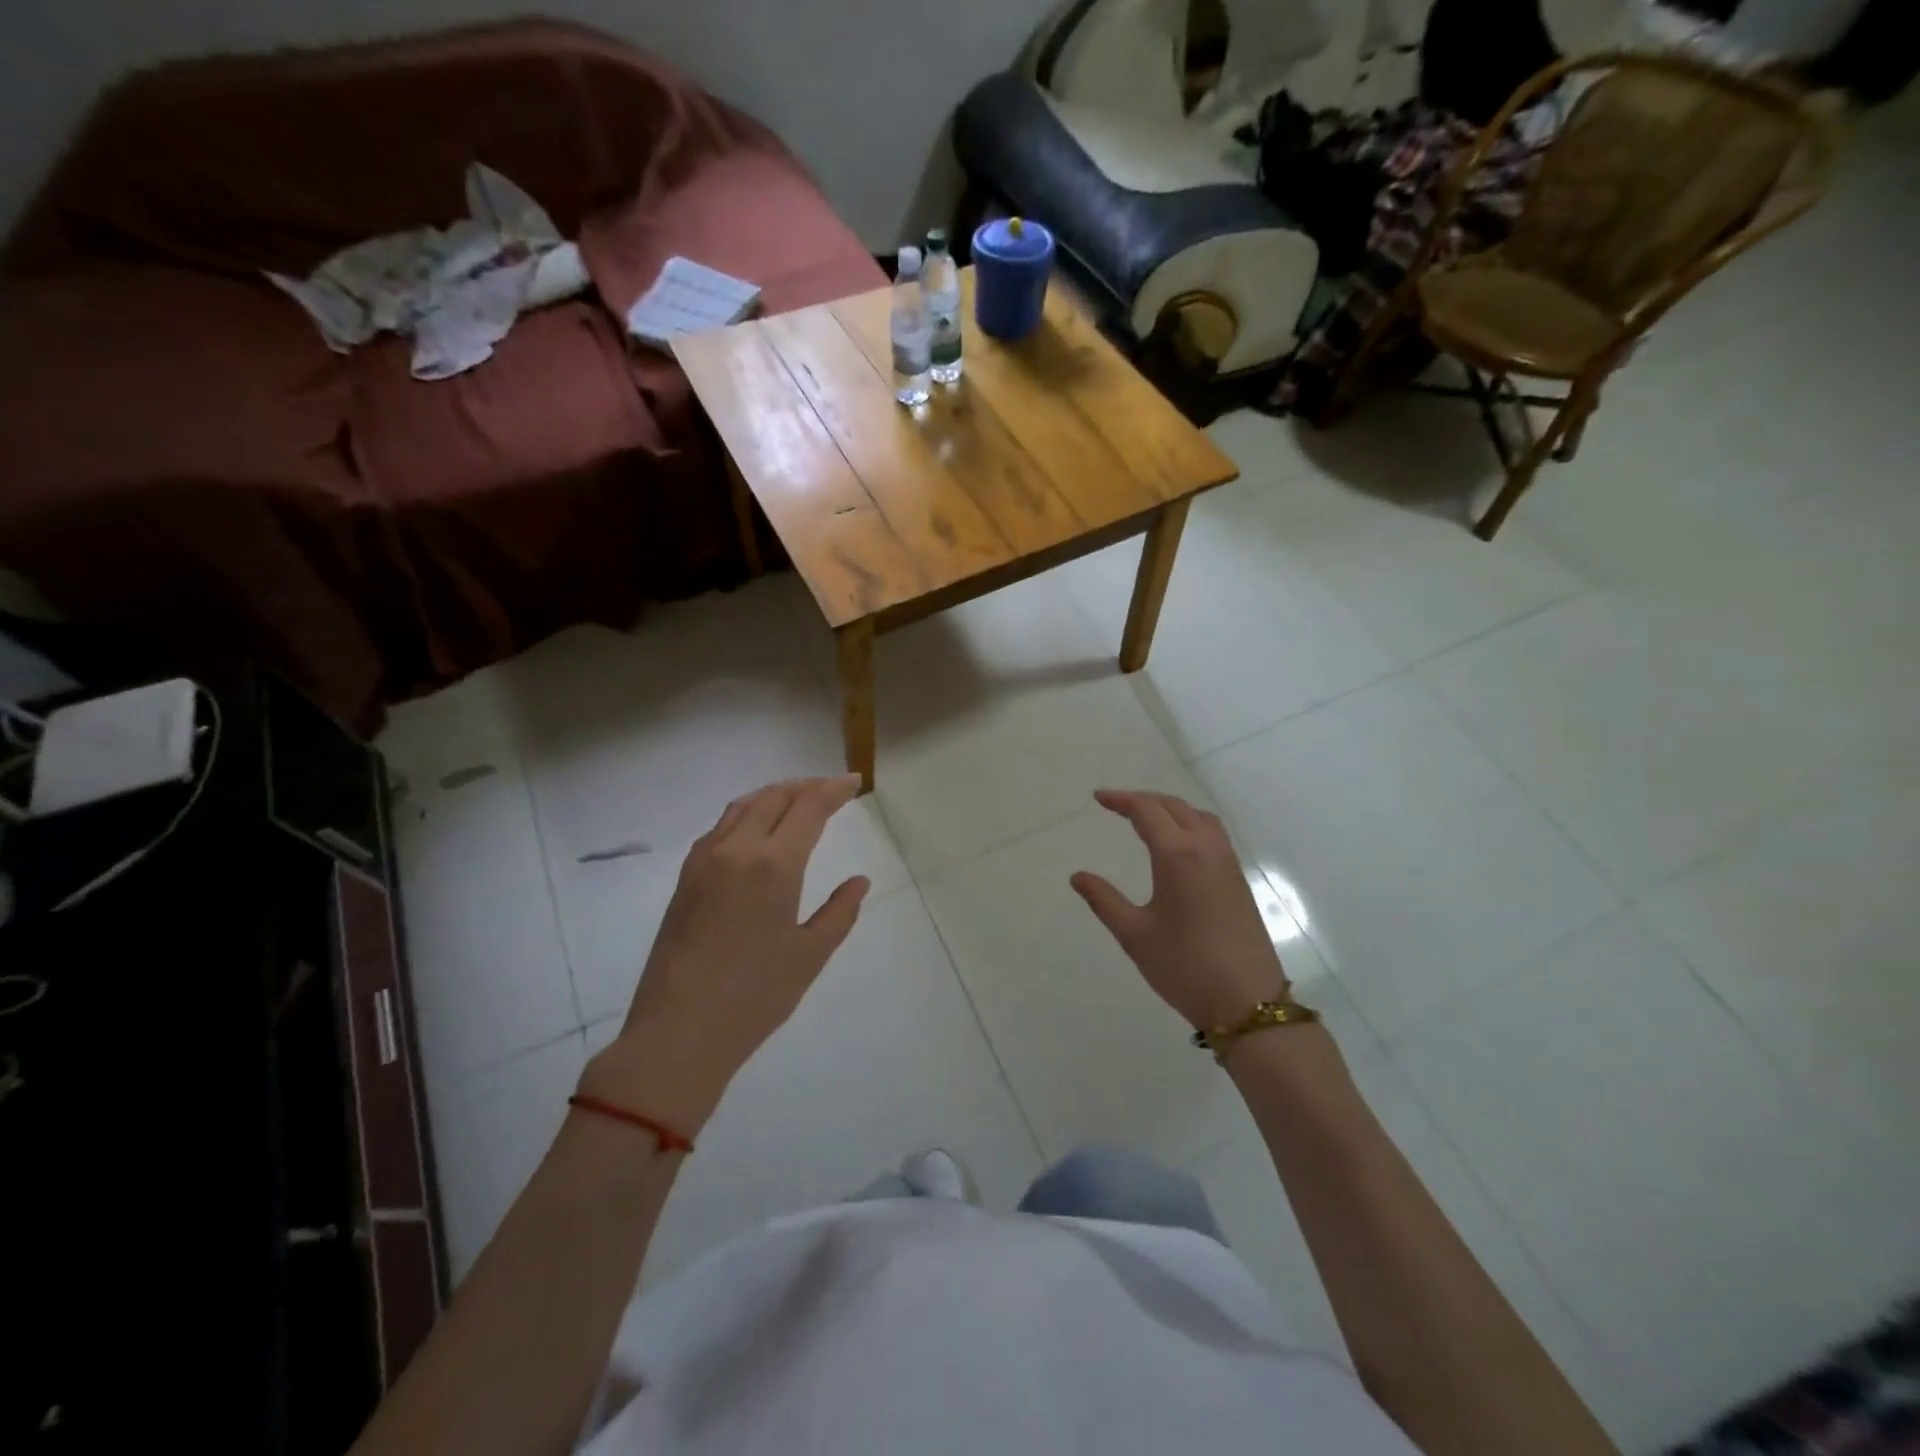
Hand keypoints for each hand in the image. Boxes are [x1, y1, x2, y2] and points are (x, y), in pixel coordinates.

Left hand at [581, 776, 869, 1130]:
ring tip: (797, 799)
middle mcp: (737, 849)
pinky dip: (747, 813)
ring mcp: (705, 860)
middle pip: (774, 797)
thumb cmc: (754, 997)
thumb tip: (859, 881)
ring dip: (774, 794)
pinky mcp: (685, 877)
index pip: (809, 807)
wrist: (677, 1032)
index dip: (834, 790)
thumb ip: (839, 912)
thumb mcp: (810, 955)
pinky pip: (721, 826)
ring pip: (743, 806)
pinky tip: (757, 829)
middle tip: (831, 789)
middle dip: (806, 786)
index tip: (853, 782)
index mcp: (774, 865)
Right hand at [1071, 789, 1287, 1031]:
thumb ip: (1104, 900)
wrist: (1248, 1003)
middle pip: (1174, 806)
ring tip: (1147, 818)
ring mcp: (1228, 863)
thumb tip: (1078, 876)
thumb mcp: (1135, 935)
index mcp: (1178, 855)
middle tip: (1116, 805)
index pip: (1147, 811)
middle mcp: (1206, 849)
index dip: (1121, 800)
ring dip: (1171, 808)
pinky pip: (1213, 834)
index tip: (1098, 798)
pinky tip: (1179, 844)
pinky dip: (1191, 823)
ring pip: (1199, 817)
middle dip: (1144, 800)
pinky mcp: (1238, 880)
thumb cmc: (1185, 967)